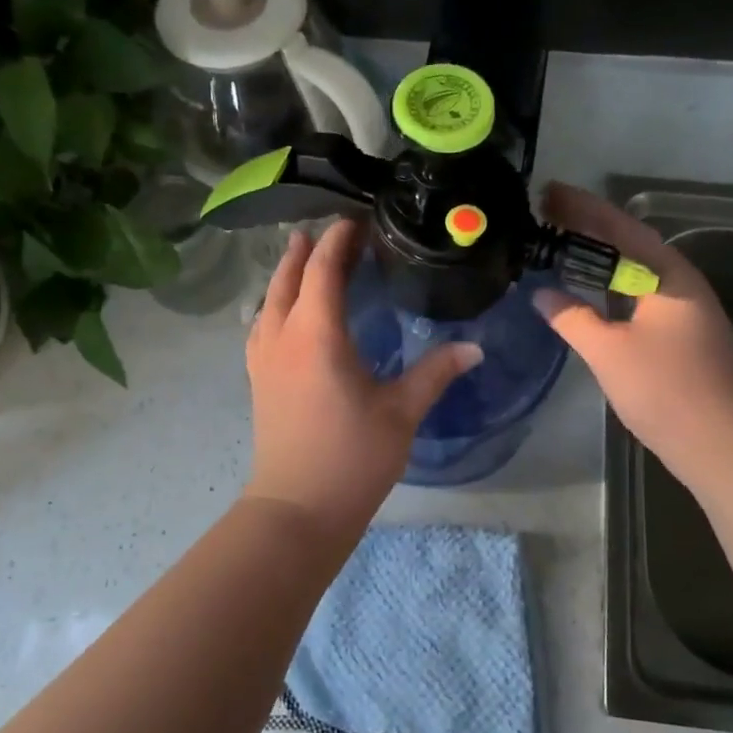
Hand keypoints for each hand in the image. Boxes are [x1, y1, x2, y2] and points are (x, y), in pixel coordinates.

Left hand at [243, 220, 481, 542]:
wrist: (297, 509)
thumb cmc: (351, 457)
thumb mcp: (401, 412)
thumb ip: (435, 373)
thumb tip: (474, 347)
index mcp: (316, 334)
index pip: (322, 271)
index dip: (337, 242)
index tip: (354, 222)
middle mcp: (282, 338)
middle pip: (287, 280)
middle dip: (304, 252)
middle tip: (323, 232)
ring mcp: (264, 361)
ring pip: (268, 303)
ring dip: (284, 277)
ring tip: (299, 261)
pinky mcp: (258, 382)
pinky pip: (261, 328)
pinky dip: (273, 307)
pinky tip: (282, 317)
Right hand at [533, 183, 732, 486]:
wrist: (723, 444)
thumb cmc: (666, 389)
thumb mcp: (609, 351)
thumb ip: (572, 318)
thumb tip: (542, 293)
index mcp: (668, 276)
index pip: (620, 228)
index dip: (582, 208)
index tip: (548, 192)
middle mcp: (678, 284)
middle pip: (628, 244)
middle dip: (588, 227)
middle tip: (545, 212)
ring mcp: (681, 311)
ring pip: (633, 272)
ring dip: (598, 257)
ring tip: (558, 244)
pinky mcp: (677, 336)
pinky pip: (635, 296)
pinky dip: (607, 287)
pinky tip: (585, 293)